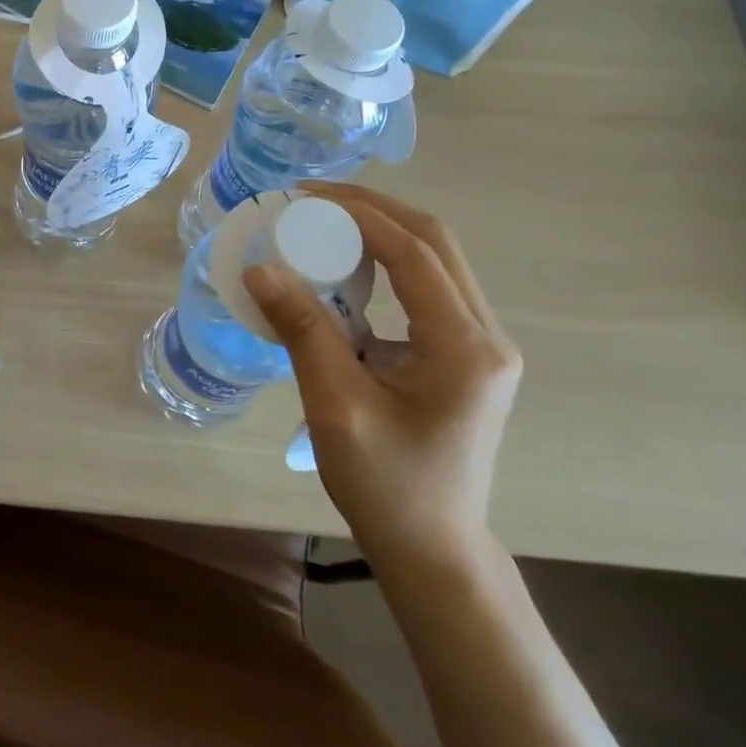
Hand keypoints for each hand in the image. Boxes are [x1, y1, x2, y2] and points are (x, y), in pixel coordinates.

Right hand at [244, 184, 521, 571]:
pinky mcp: (465, 355)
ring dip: (380, 233)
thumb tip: (259, 268)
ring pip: (435, 261)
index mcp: (465, 348)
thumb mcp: (336, 407)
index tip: (305, 197)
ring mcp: (481, 345)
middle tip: (312, 199)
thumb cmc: (386, 485)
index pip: (415, 253)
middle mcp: (486, 336)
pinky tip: (344, 269)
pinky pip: (427, 289)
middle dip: (373, 210)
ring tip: (322, 221)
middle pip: (435, 243)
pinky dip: (385, 265)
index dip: (360, 215)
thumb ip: (303, 331)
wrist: (433, 549)